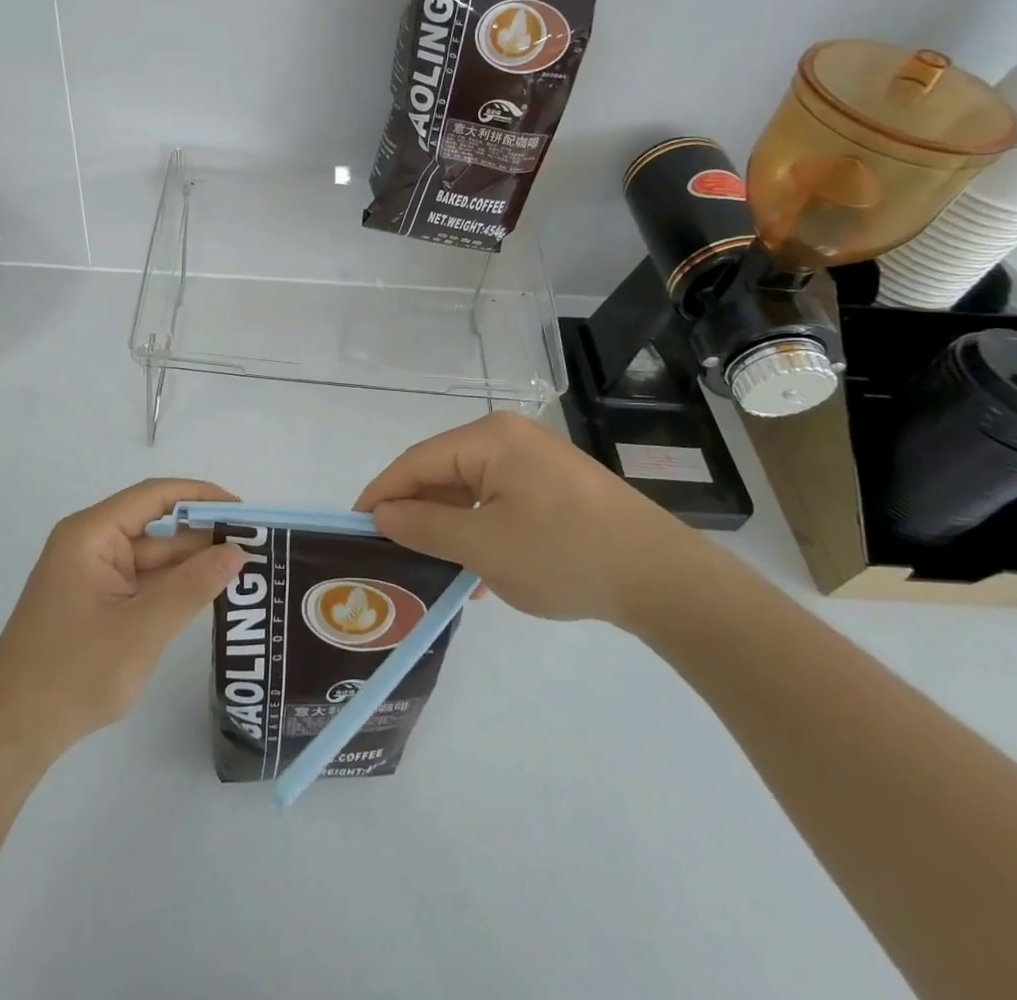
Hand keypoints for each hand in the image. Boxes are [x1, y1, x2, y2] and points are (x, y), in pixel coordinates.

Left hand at [0, 479, 245, 763]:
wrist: (10, 736)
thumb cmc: (72, 673)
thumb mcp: (141, 629)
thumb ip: (192, 587)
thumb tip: (238, 551)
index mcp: (91, 534)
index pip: (155, 496)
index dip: (202, 496)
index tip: (243, 510)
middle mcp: (91, 544)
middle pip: (157, 527)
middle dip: (203, 535)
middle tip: (255, 546)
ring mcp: (92, 575)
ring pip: (152, 558)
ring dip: (192, 564)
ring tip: (244, 569)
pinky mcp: (95, 603)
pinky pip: (142, 583)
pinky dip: (173, 587)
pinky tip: (208, 594)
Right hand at [355, 411, 698, 627]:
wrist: (663, 579)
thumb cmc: (564, 554)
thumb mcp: (483, 546)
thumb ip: (425, 526)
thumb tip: (382, 514)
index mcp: (490, 438)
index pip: (416, 461)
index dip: (381, 493)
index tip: (353, 526)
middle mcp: (510, 438)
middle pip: (443, 472)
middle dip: (415, 512)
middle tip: (387, 551)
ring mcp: (536, 462)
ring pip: (471, 490)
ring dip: (448, 527)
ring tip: (428, 566)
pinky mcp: (555, 487)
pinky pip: (499, 502)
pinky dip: (479, 530)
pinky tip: (475, 572)